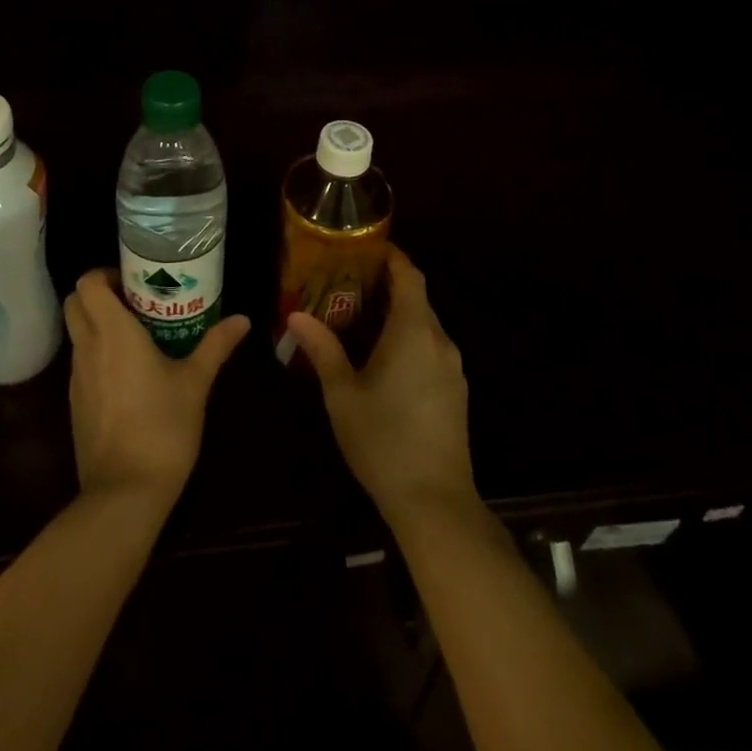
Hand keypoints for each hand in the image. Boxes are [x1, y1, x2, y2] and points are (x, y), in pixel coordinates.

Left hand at [64, 269, 249, 507]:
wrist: (125, 493)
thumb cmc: (163, 427)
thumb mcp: (195, 383)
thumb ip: (216, 345)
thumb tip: (242, 319)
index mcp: (113, 333)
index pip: (87, 283)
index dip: (104, 275)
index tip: (133, 282)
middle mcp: (88, 348)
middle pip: (75, 304)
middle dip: (97, 296)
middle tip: (134, 303)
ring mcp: (76, 377)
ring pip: (77, 334)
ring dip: (97, 326)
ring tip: (137, 337)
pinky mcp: (75, 403)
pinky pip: (81, 363)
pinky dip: (97, 355)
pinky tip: (128, 374)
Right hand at [285, 245, 474, 520]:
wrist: (436, 503)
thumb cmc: (384, 441)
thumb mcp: (342, 394)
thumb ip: (322, 350)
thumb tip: (296, 315)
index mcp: (413, 332)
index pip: (410, 276)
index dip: (393, 257)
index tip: (367, 247)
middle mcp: (439, 341)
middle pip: (418, 298)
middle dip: (388, 284)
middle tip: (350, 282)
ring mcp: (452, 368)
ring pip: (425, 324)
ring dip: (399, 313)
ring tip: (362, 316)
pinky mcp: (456, 392)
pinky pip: (431, 348)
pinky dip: (410, 338)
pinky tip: (385, 357)